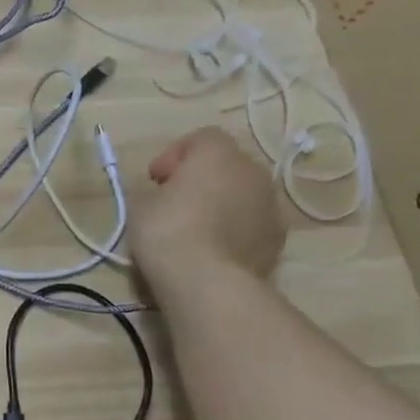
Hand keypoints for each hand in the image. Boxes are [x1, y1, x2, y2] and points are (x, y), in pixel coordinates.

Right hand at [124, 127, 286, 291]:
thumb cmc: (168, 231)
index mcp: (218, 154)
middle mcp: (252, 171)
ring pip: (243, 195)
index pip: (201, 138)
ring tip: (196, 230)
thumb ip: (156, 190)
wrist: (208, 281)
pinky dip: (236, 229)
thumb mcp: (141, 205)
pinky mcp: (278, 239)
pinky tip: (214, 250)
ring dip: (222, 204)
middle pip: (226, 165)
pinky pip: (252, 223)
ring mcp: (271, 206)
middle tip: (175, 202)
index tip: (156, 179)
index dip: (175, 155)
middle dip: (202, 179)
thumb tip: (165, 194)